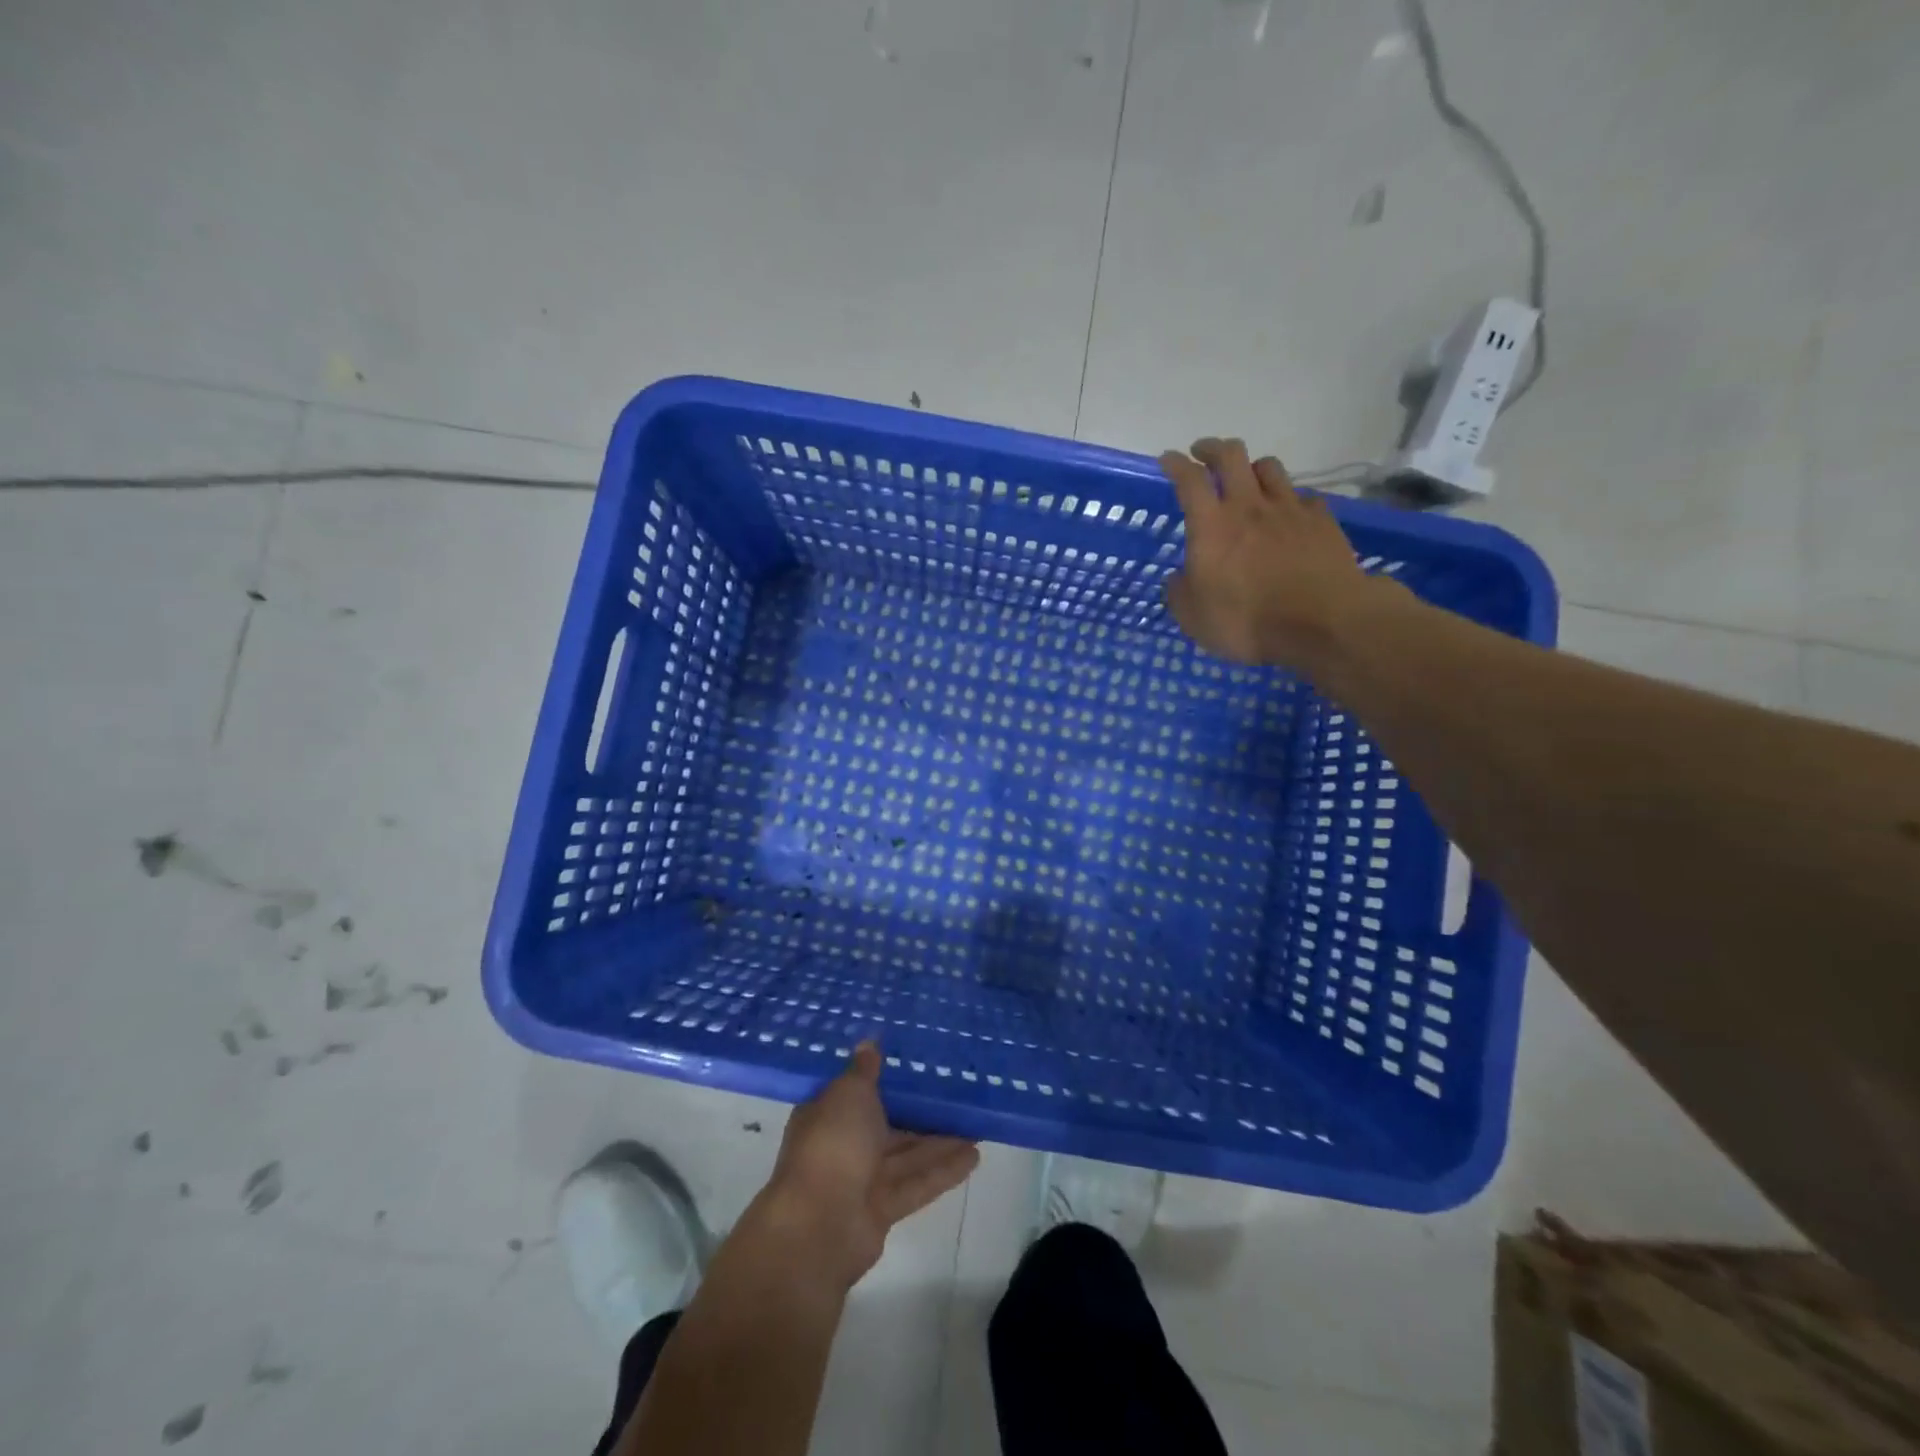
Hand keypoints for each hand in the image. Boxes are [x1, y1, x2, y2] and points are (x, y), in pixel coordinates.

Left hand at [756, 1043, 977, 1288]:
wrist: (819, 1225)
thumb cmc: (832, 1144)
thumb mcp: (848, 1093)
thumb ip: (864, 1070)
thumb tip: (868, 1043)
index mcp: (826, 1115)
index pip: (855, 1092)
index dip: (882, 1079)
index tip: (913, 1065)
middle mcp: (842, 1146)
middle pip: (886, 1126)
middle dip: (918, 1113)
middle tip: (955, 1094)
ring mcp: (862, 1180)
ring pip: (906, 1155)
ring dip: (939, 1142)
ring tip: (975, 1124)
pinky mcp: (883, 1210)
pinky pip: (917, 1183)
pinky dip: (943, 1170)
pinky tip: (974, 1156)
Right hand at [1158, 438, 1379, 669]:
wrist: (1320, 623)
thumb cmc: (1246, 622)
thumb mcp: (1194, 618)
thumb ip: (1180, 592)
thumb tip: (1178, 578)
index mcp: (1211, 526)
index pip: (1189, 480)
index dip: (1175, 465)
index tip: (1168, 459)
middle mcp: (1249, 506)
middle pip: (1231, 456)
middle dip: (1213, 448)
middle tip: (1203, 453)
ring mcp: (1289, 509)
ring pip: (1269, 467)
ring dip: (1252, 467)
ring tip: (1247, 479)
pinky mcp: (1322, 520)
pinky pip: (1303, 496)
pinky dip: (1291, 499)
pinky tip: (1289, 514)